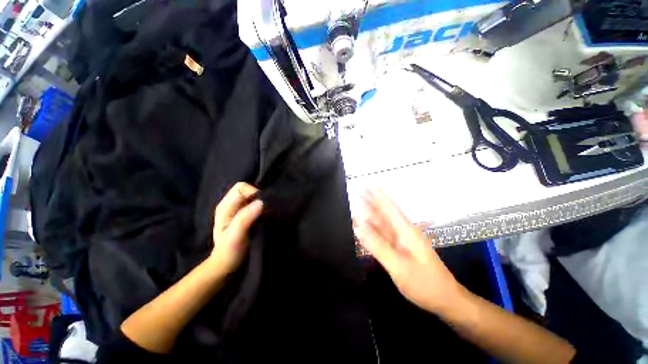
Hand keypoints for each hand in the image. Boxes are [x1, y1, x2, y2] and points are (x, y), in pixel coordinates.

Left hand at [210, 182, 263, 273]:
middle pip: (244, 189)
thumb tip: (261, 202)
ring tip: (262, 213)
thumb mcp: (236, 235)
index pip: (241, 188)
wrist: (226, 264)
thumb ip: (245, 218)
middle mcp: (229, 205)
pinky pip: (252, 203)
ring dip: (258, 201)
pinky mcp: (241, 214)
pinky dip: (258, 206)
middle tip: (263, 210)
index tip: (262, 206)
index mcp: (225, 207)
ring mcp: (235, 209)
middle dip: (256, 196)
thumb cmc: (230, 251)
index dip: (253, 193)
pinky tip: (261, 216)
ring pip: (249, 196)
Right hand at [354, 188, 460, 313]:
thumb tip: (359, 229)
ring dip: (372, 213)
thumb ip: (378, 246)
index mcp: (406, 231)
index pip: (390, 208)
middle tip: (360, 190)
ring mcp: (402, 240)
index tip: (369, 184)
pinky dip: (374, 229)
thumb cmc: (424, 283)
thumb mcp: (399, 266)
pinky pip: (384, 234)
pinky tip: (365, 226)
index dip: (379, 195)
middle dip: (373, 201)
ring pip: (384, 223)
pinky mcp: (400, 248)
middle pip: (385, 213)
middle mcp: (404, 232)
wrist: (444, 299)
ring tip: (359, 204)